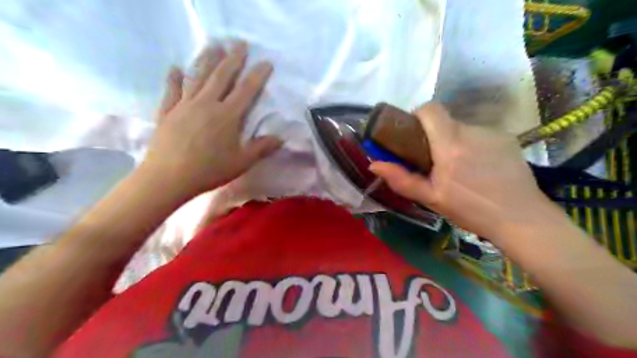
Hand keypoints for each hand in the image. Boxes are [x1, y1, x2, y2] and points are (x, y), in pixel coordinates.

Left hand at [146, 43, 284, 197]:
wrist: (168, 177)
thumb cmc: (209, 170)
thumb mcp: (241, 162)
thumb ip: (261, 148)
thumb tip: (281, 138)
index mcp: (227, 116)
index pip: (246, 90)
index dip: (257, 75)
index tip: (265, 62)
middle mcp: (206, 104)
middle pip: (221, 76)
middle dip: (233, 59)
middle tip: (240, 43)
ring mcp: (185, 105)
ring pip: (197, 77)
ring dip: (207, 60)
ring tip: (214, 45)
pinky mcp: (168, 111)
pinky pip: (171, 90)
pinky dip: (173, 78)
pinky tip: (175, 68)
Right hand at [369, 103, 552, 243]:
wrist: (520, 218)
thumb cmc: (470, 210)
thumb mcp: (430, 198)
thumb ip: (401, 179)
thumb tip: (374, 164)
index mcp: (450, 144)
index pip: (430, 109)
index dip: (417, 115)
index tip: (413, 134)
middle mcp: (471, 131)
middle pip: (444, 120)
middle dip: (434, 135)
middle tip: (434, 160)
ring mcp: (492, 132)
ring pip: (462, 128)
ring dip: (453, 142)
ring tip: (459, 168)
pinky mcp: (507, 138)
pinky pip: (480, 134)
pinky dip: (472, 145)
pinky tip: (479, 168)